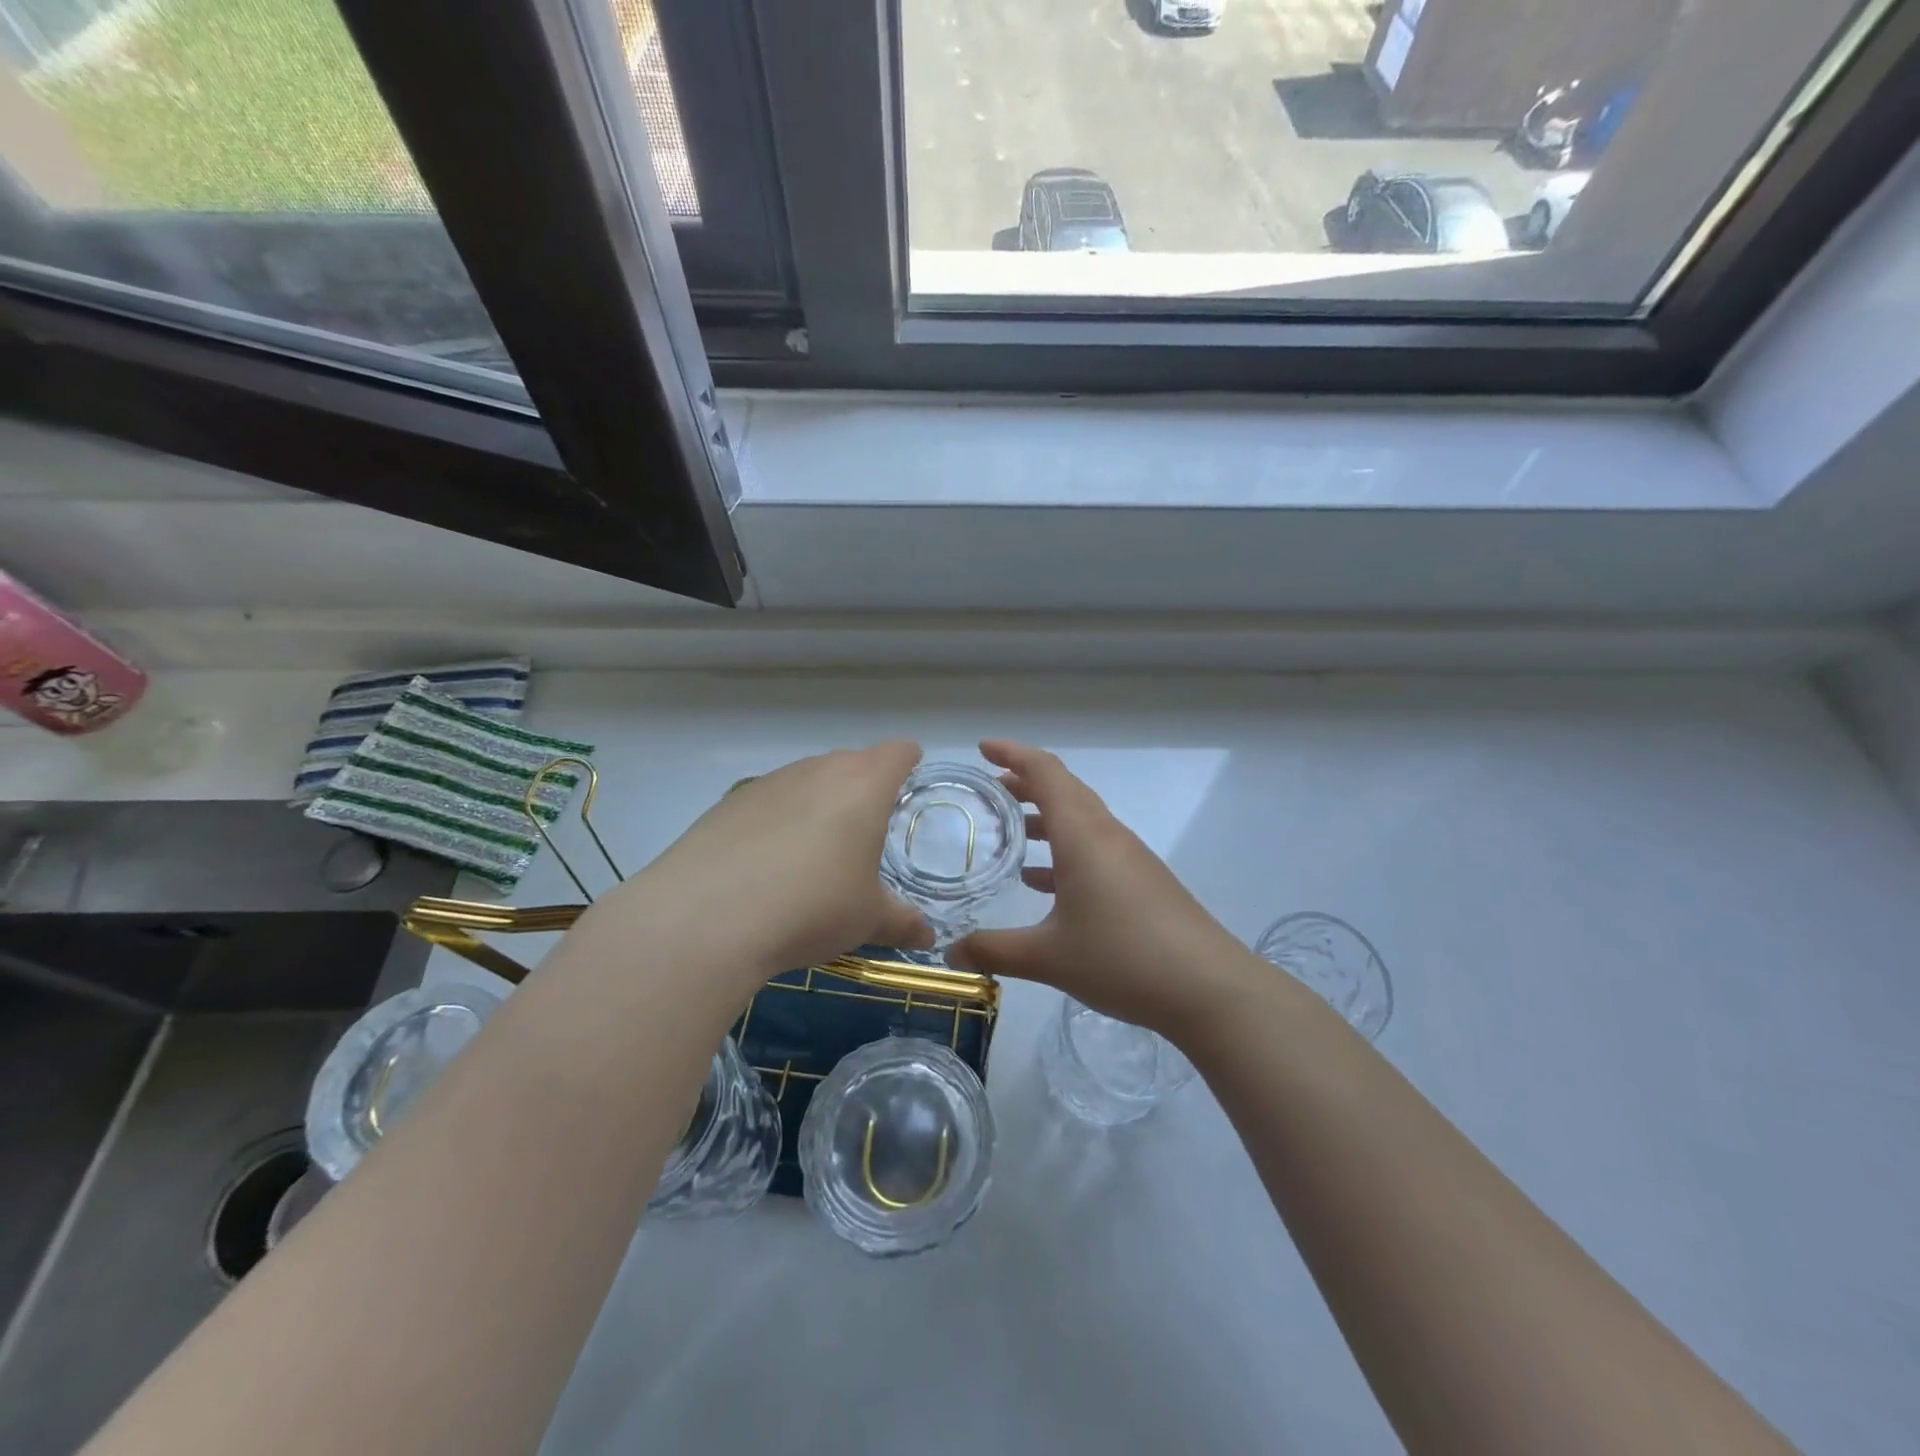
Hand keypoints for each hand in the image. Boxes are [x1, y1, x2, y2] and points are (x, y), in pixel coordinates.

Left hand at [598, 742, 932, 989]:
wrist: (706, 917)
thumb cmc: (812, 906)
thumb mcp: (867, 920)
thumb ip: (902, 922)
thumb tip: (927, 938)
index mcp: (863, 784)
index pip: (898, 752)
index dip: (909, 763)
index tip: (909, 785)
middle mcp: (817, 770)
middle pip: (851, 763)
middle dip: (863, 789)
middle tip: (866, 834)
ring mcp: (769, 782)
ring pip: (807, 780)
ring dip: (818, 805)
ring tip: (814, 855)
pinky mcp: (728, 803)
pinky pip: (769, 802)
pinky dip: (777, 822)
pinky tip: (767, 866)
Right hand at [950, 740, 1253, 1037]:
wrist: (1208, 988)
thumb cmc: (1123, 958)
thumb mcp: (1048, 958)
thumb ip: (994, 950)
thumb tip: (949, 952)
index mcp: (1083, 835)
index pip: (1046, 773)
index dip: (1013, 753)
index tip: (982, 749)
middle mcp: (1107, 835)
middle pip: (1065, 789)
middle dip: (1026, 782)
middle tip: (991, 789)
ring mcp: (1129, 857)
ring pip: (1081, 819)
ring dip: (1047, 817)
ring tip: (1012, 831)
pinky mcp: (1143, 881)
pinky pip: (1095, 848)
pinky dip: (1065, 850)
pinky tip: (1043, 882)